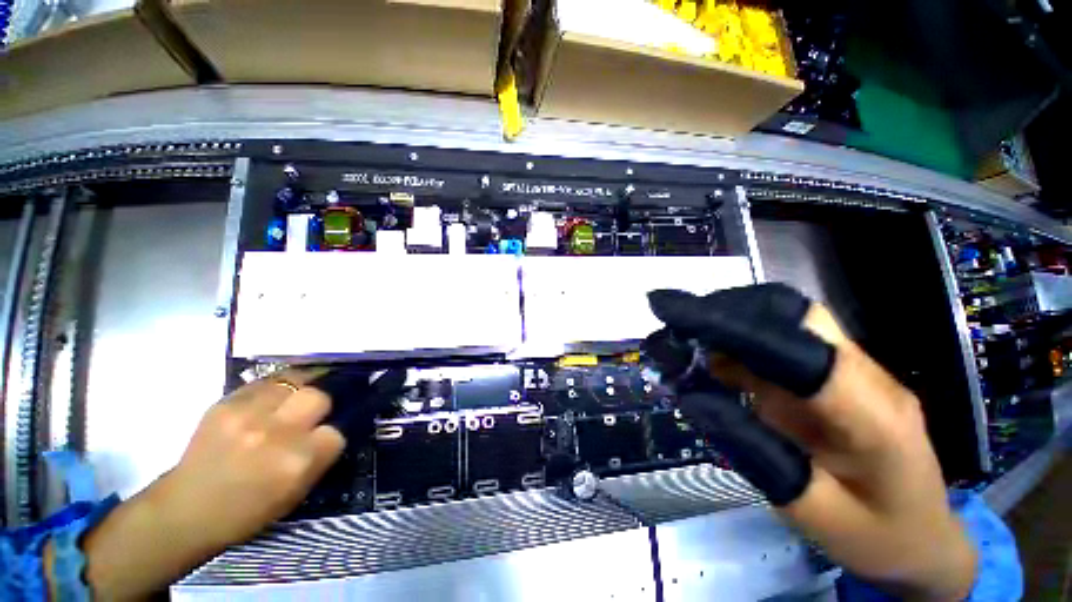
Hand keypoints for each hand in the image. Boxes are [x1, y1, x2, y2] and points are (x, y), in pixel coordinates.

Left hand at [160, 368, 345, 546]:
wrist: (185, 510)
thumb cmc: (245, 512)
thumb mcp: (294, 494)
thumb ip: (319, 458)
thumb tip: (335, 429)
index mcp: (297, 463)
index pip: (337, 431)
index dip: (333, 433)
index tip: (325, 437)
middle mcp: (277, 434)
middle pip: (320, 396)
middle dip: (322, 403)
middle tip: (313, 412)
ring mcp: (248, 415)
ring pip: (295, 381)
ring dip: (301, 388)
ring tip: (296, 397)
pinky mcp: (225, 403)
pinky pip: (265, 382)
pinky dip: (276, 387)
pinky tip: (272, 398)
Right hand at [646, 285, 977, 600]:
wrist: (925, 539)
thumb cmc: (875, 536)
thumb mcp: (809, 511)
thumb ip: (755, 453)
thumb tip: (694, 396)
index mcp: (869, 414)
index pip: (791, 347)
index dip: (727, 323)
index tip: (671, 310)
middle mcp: (862, 376)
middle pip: (791, 314)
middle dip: (725, 312)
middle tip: (675, 329)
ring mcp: (850, 371)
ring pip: (783, 321)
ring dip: (727, 325)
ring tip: (683, 342)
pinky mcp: (832, 376)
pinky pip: (779, 345)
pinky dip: (735, 346)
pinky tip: (709, 363)